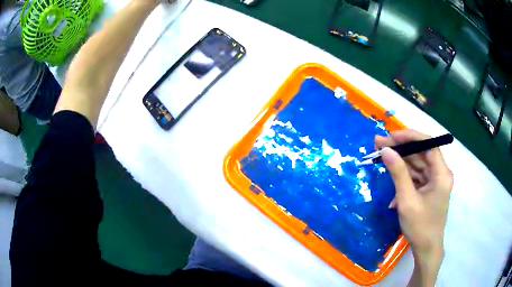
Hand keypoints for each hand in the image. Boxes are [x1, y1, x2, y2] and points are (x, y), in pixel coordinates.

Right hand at [375, 130, 452, 285]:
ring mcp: (435, 180)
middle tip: (379, 144)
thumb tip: (385, 150)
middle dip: (401, 148)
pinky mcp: (430, 187)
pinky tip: (392, 182)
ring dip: (400, 162)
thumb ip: (398, 173)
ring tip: (381, 157)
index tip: (391, 136)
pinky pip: (416, 176)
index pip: (428, 144)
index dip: (410, 136)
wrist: (426, 248)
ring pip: (417, 163)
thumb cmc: (420, 226)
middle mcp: (441, 173)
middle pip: (421, 152)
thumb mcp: (407, 200)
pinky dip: (404, 177)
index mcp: (441, 174)